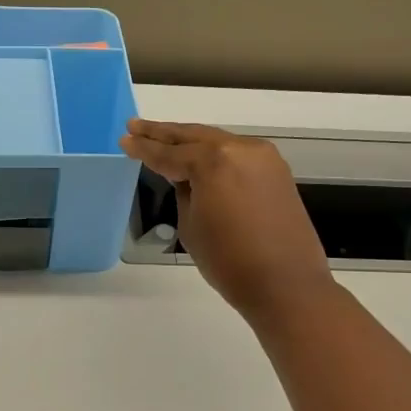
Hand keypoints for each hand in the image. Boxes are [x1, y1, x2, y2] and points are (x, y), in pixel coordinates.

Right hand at [119, 119, 335, 325]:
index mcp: (213, 161)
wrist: (285, 284)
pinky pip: (236, 154)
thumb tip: (185, 177)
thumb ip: (184, 191)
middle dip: (163, 133)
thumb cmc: (229, 261)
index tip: (125, 139)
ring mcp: (263, 157)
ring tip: (162, 137)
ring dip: (189, 140)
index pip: (169, 153)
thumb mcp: (191, 225)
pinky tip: (198, 156)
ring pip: (217, 142)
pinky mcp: (277, 171)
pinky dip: (214, 153)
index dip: (144, 148)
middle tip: (136, 126)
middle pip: (194, 136)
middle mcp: (240, 149)